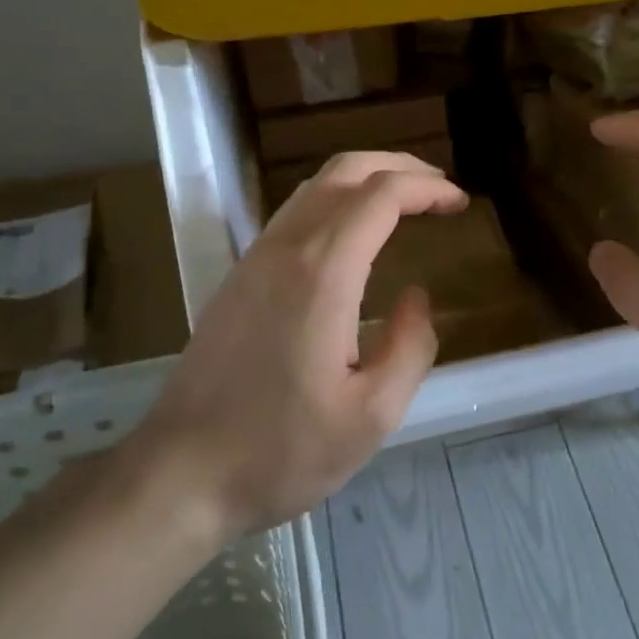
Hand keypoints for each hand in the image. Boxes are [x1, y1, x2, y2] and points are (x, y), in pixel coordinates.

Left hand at [136, 151, 466, 536]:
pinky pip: (296, 211)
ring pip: (317, 185)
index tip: (459, 203)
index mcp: (323, 271)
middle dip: (399, 166)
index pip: (382, 194)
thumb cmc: (281, 449)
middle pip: (346, 170)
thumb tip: (417, 297)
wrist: (179, 472)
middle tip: (438, 188)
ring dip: (365, 178)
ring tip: (403, 201)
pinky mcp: (240, 274)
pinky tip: (352, 233)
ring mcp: (256, 256)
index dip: (427, 188)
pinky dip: (336, 199)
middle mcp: (287, 246)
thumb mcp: (372, 416)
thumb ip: (411, 347)